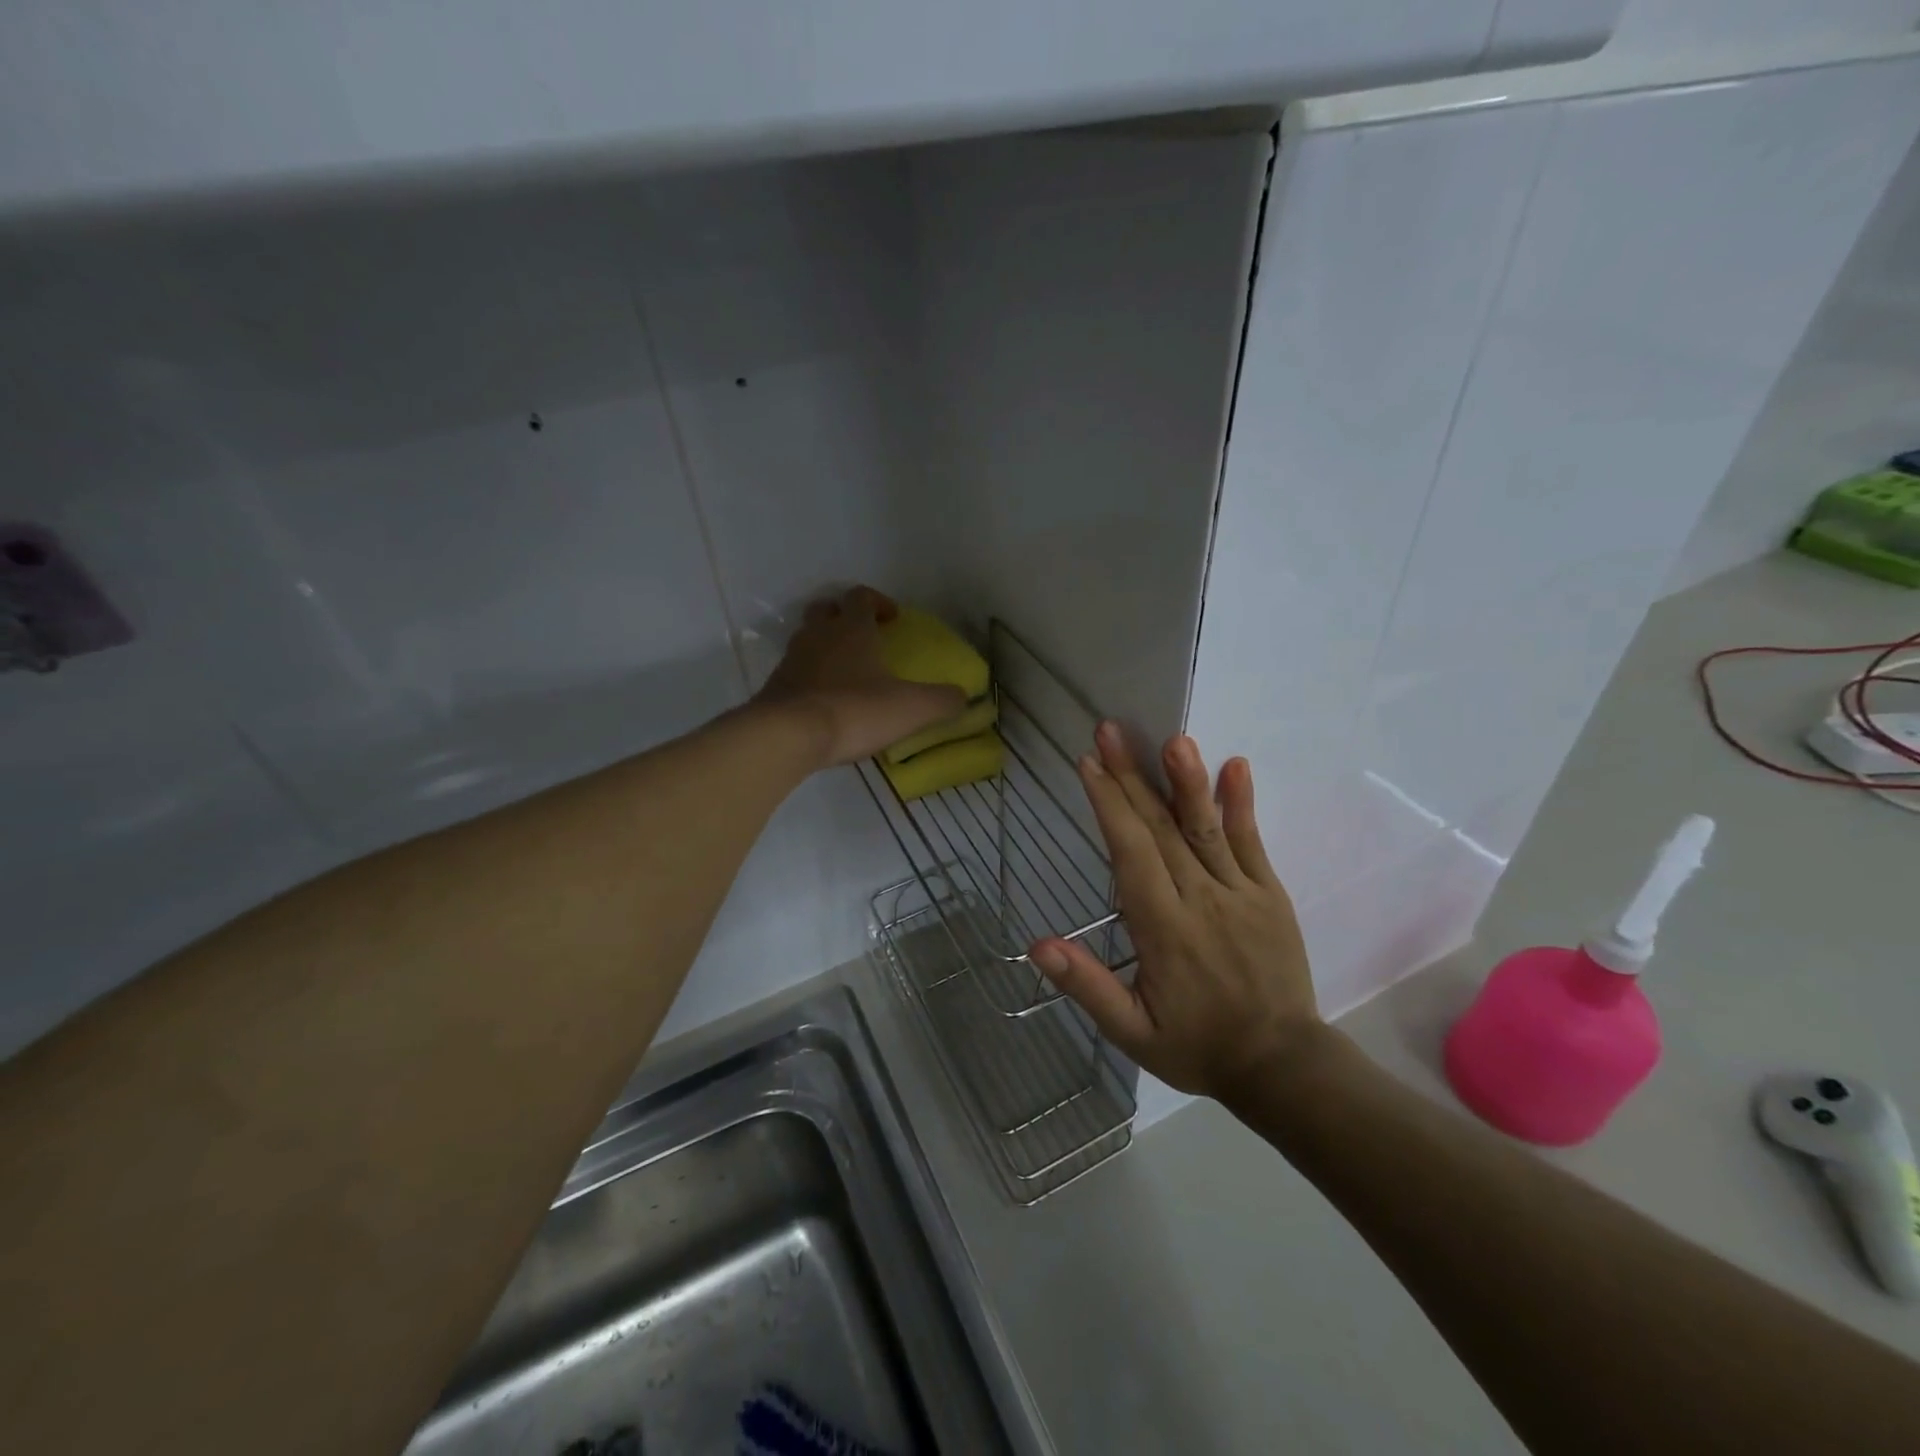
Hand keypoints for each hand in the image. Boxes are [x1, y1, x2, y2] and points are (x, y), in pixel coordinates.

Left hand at [756, 587, 966, 767]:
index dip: (878, 602)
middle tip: (863, 637)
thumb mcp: (911, 708)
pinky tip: (824, 700)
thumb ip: (942, 701)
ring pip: (807, 639)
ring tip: (845, 671)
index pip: (861, 597)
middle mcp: (818, 635)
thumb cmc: (854, 710)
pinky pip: (795, 671)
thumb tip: (963, 697)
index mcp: (852, 629)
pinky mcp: (775, 686)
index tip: (892, 618)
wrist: (788, 734)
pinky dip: (810, 677)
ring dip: (825, 646)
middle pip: (826, 610)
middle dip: (844, 617)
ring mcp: (792, 659)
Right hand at [1031, 724, 1321, 1102]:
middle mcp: (1200, 899)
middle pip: (1159, 828)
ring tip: (1173, 739)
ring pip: (1206, 827)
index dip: (1107, 805)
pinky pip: (1251, 842)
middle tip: (1110, 731)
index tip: (1088, 764)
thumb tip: (1039, 945)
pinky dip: (1241, 803)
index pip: (1130, 854)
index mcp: (1163, 929)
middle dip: (1130, 776)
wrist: (1283, 1065)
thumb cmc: (1198, 1046)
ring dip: (1187, 780)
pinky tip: (1235, 765)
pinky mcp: (1269, 893)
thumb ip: (1088, 988)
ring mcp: (1240, 892)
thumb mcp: (1133, 1033)